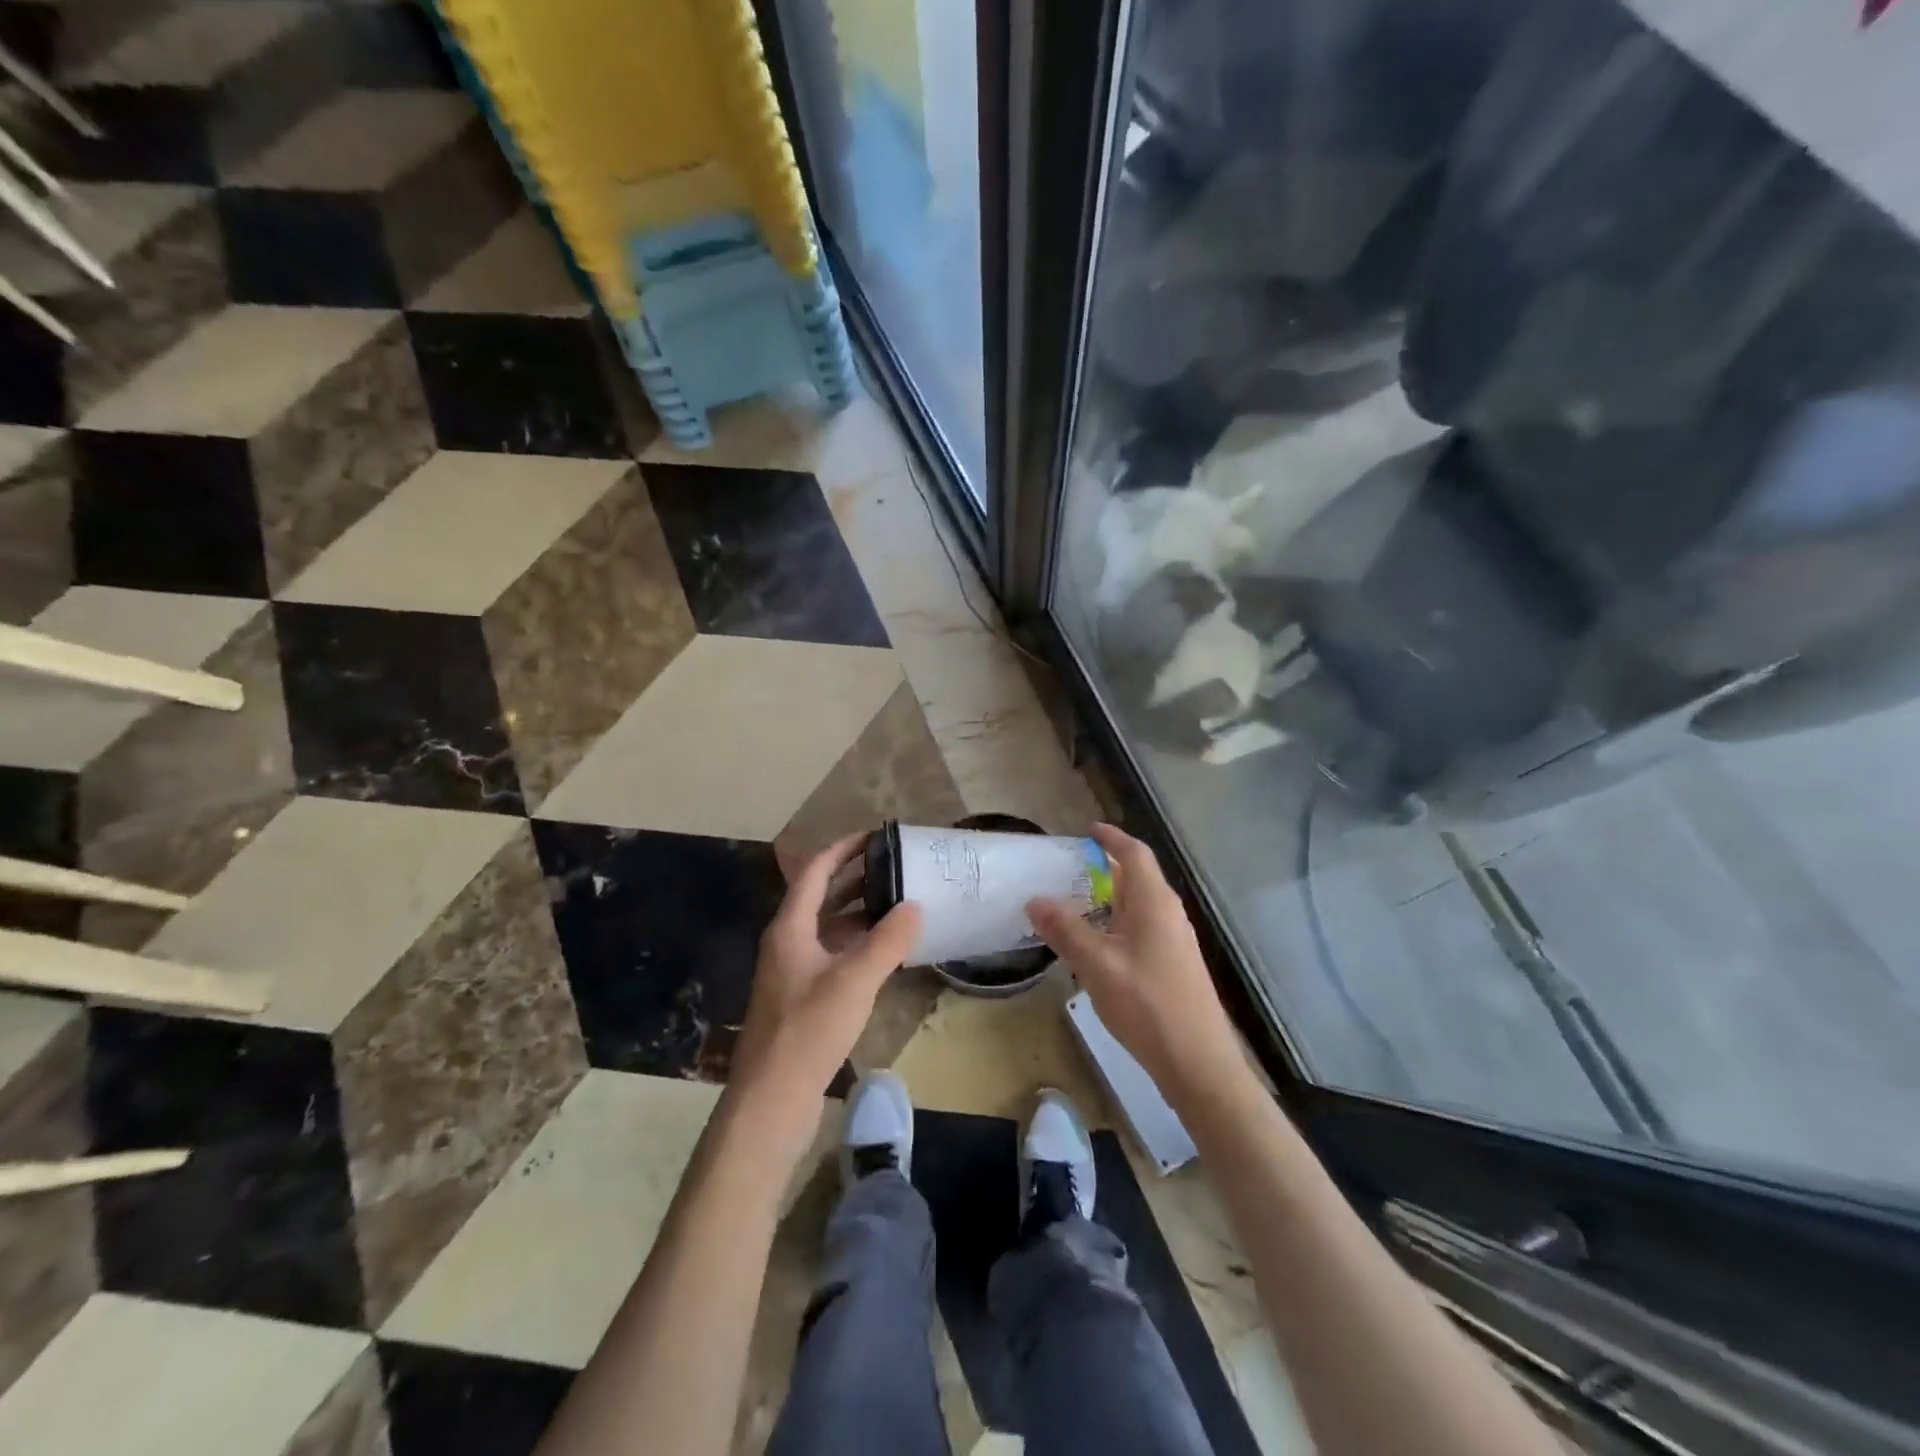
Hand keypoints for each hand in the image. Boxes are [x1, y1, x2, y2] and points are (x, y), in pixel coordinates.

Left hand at [729, 834, 920, 1151]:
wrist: (771, 1098)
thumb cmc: (809, 1029)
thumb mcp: (855, 980)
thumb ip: (888, 941)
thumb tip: (914, 905)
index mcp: (790, 928)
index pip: (814, 872)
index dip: (842, 849)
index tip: (873, 836)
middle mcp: (786, 943)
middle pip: (819, 897)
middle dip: (854, 878)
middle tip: (893, 867)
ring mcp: (791, 972)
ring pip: (827, 929)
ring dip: (857, 913)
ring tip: (896, 904)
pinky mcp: (800, 999)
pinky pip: (831, 955)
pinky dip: (856, 945)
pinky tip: (883, 953)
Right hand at [1027, 824, 1245, 1107]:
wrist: (1198, 1062)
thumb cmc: (1148, 1004)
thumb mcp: (1097, 964)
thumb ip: (1066, 929)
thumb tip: (1035, 899)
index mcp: (1154, 902)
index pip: (1134, 853)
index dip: (1111, 837)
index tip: (1087, 830)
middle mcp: (1168, 913)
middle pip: (1137, 876)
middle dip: (1105, 867)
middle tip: (1067, 869)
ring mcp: (1174, 939)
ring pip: (1138, 904)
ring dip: (1109, 897)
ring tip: (1074, 903)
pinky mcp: (1173, 963)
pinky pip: (1141, 927)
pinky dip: (1116, 922)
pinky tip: (1096, 944)